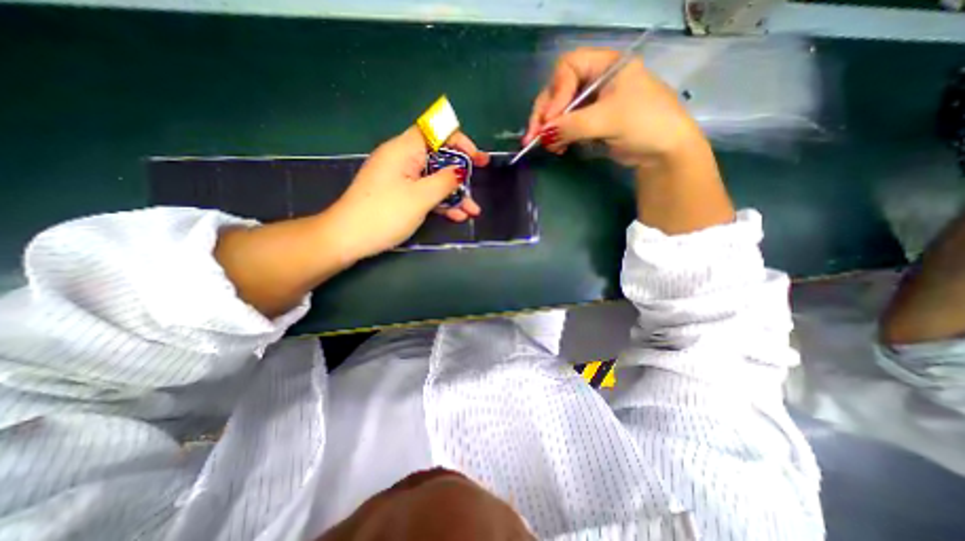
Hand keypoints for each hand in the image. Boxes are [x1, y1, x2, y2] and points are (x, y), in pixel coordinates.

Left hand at [326, 127, 491, 261]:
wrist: (348, 238)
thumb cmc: (385, 214)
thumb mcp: (420, 197)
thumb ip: (445, 181)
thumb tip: (460, 169)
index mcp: (404, 150)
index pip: (435, 131)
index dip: (458, 140)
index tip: (475, 157)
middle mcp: (402, 159)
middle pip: (437, 157)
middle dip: (460, 172)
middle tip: (477, 181)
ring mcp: (401, 179)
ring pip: (433, 178)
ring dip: (454, 193)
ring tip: (472, 211)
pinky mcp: (400, 195)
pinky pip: (425, 192)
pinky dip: (441, 202)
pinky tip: (457, 216)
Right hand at [525, 46, 706, 166]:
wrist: (663, 151)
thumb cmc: (644, 123)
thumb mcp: (608, 120)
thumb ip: (573, 126)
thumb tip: (541, 134)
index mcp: (605, 66)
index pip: (568, 69)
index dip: (555, 93)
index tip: (550, 121)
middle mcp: (595, 80)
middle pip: (558, 91)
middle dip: (545, 115)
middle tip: (533, 137)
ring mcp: (591, 103)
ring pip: (559, 111)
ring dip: (549, 129)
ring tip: (546, 147)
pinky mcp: (589, 123)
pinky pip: (566, 126)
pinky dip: (558, 138)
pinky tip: (556, 149)